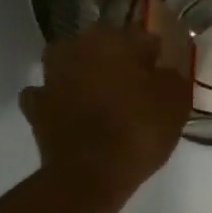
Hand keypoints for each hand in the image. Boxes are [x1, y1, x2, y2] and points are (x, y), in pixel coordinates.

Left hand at [20, 6, 191, 201]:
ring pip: (71, 65)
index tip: (163, 74)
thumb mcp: (176, 103)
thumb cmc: (138, 131)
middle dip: (116, 62)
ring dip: (83, 76)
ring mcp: (51, 77)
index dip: (155, 56)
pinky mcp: (35, 107)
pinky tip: (72, 114)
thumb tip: (163, 69)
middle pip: (102, 47)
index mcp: (113, 39)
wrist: (89, 174)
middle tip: (134, 88)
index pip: (142, 38)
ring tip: (101, 99)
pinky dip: (59, 101)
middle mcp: (77, 48)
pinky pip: (49, 96)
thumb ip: (172, 76)